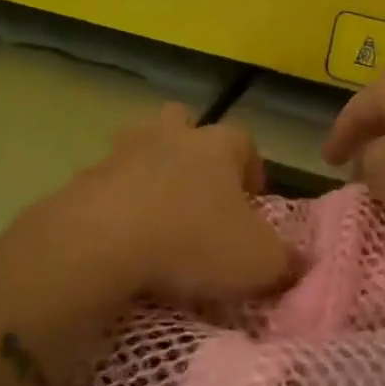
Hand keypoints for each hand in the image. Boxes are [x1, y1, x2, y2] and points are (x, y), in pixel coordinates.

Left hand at [31, 105, 297, 307]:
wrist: (101, 242)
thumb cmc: (193, 241)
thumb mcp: (258, 262)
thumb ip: (285, 261)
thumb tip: (299, 263)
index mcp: (217, 145)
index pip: (244, 141)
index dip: (251, 169)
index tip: (251, 204)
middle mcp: (170, 136)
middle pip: (183, 123)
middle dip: (192, 150)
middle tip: (199, 195)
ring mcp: (122, 153)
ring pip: (141, 146)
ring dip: (150, 172)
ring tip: (158, 217)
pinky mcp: (85, 179)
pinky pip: (108, 184)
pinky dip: (116, 204)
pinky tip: (122, 240)